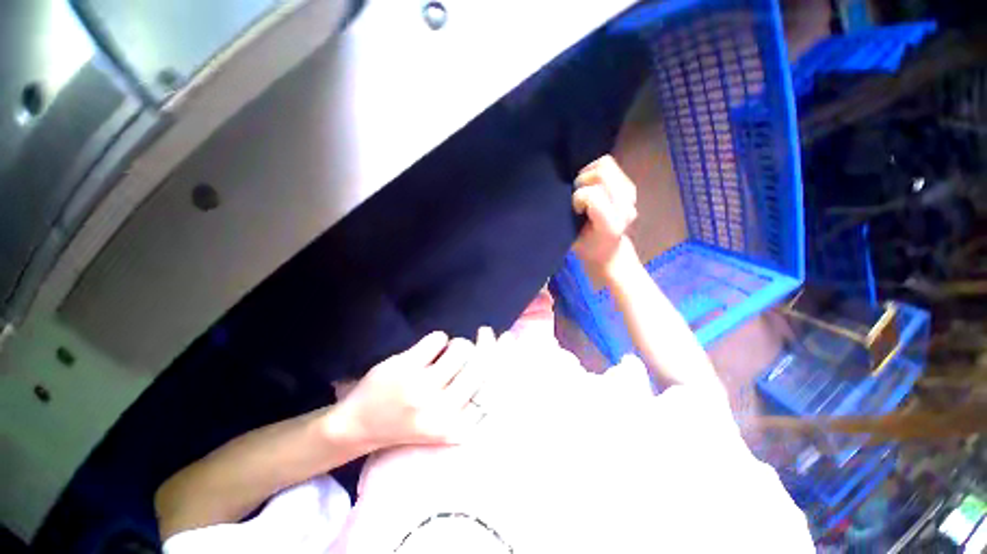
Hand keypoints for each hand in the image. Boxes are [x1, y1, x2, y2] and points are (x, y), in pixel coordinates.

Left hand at [327, 328, 494, 451]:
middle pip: (482, 364)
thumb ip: (469, 397)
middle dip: (486, 342)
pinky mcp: (406, 369)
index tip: (508, 338)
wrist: (359, 425)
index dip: (505, 358)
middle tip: (485, 332)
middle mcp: (443, 410)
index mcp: (457, 427)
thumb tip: (495, 356)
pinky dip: (437, 339)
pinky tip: (427, 350)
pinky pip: (438, 338)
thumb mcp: (445, 420)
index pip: (494, 388)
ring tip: (447, 350)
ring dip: (457, 344)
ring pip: (461, 348)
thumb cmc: (409, 420)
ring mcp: (423, 389)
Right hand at [572, 155, 638, 273]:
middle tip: (577, 198)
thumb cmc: (585, 248)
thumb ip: (568, 221)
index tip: (575, 211)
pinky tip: (590, 186)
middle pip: (601, 174)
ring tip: (583, 189)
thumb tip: (563, 198)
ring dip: (588, 174)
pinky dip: (594, 170)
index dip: (577, 198)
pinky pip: (609, 164)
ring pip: (606, 165)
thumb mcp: (571, 241)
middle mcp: (625, 209)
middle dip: (582, 181)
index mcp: (610, 226)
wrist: (608, 252)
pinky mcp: (629, 187)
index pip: (591, 195)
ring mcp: (630, 196)